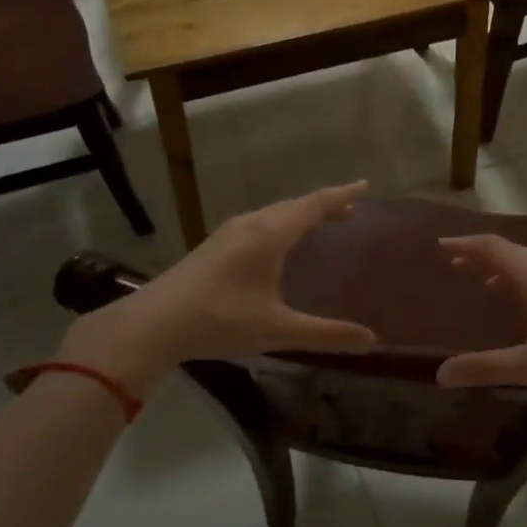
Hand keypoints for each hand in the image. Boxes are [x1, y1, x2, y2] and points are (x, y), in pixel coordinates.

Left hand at [60, 182, 378, 392]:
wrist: (154, 323)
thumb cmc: (221, 320)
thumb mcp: (278, 330)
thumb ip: (326, 334)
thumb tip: (371, 341)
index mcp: (271, 234)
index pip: (315, 205)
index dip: (342, 195)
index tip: (365, 185)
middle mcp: (251, 224)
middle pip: (295, 205)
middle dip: (324, 205)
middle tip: (348, 211)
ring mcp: (229, 232)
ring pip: (274, 213)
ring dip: (299, 214)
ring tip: (318, 224)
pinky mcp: (214, 245)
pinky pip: (259, 223)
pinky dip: (280, 224)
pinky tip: (276, 244)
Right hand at [434, 235, 526, 419]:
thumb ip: (484, 368)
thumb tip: (440, 374)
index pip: (491, 247)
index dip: (464, 244)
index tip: (440, 245)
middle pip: (511, 251)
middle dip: (481, 256)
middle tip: (454, 266)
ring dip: (505, 269)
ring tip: (484, 285)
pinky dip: (525, 279)